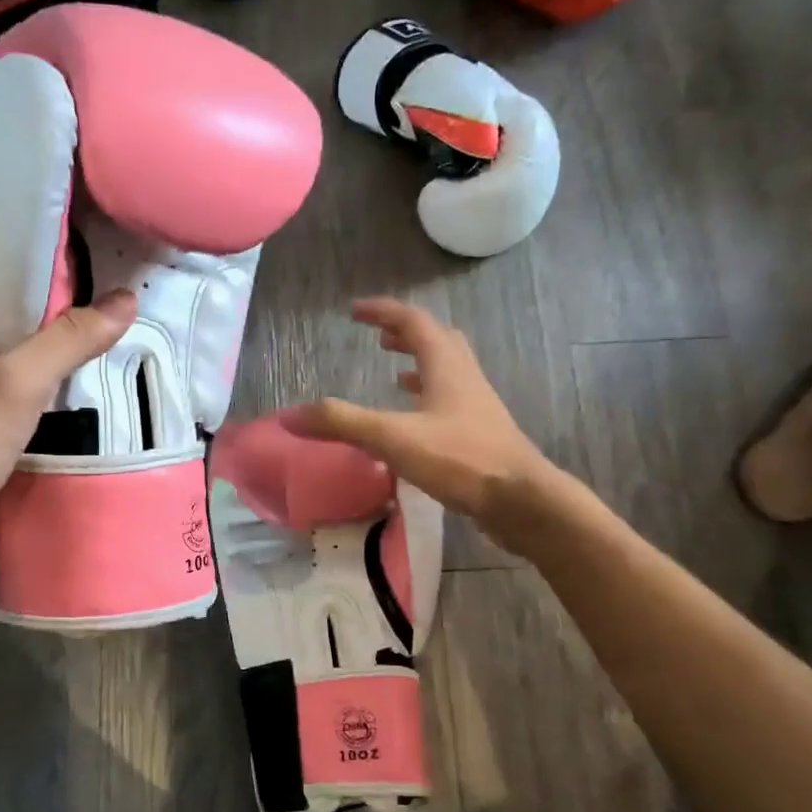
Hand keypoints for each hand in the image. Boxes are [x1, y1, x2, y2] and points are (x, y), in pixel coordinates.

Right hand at [286, 298, 558, 544]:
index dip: (383, 312)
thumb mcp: (393, 437)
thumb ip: (342, 423)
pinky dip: (427, 398)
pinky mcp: (480, 433)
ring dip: (419, 363)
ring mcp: (476, 406)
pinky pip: (450, 401)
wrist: (521, 500)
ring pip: (446, 371)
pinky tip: (415, 419)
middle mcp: (464, 377)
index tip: (355, 311)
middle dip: (405, 333)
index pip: (413, 322)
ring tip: (393, 370)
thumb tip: (290, 415)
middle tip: (378, 337)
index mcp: (446, 366)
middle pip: (437, 340)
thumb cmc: (460, 459)